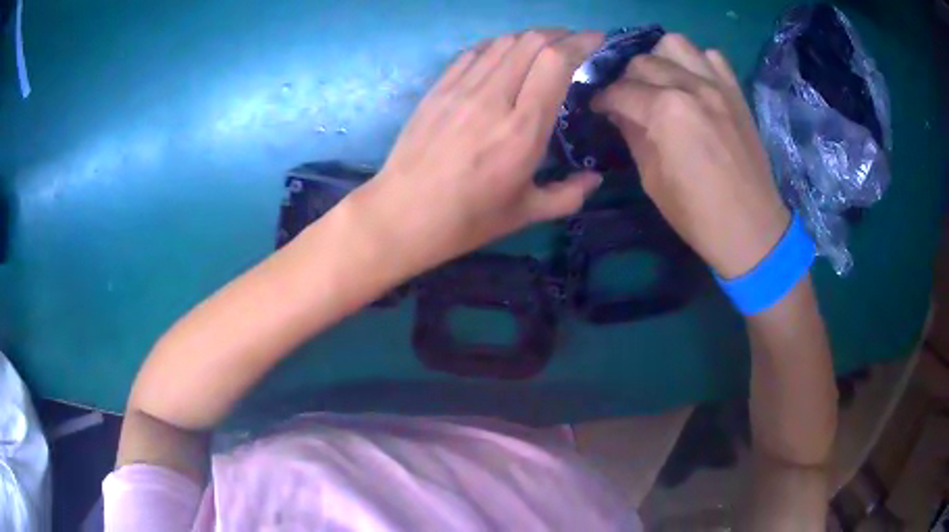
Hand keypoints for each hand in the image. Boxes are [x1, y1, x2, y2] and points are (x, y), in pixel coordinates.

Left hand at [351, 30, 603, 275]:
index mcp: (523, 128)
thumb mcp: (526, 214)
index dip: (580, 42)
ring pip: (502, 42)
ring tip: (543, 48)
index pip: (555, 61)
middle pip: (530, 41)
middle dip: (559, 34)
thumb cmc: (467, 220)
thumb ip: (569, 195)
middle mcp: (493, 97)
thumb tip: (596, 178)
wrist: (402, 216)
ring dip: (529, 38)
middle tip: (575, 43)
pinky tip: (504, 57)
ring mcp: (460, 89)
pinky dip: (497, 46)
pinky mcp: (437, 88)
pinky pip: (473, 52)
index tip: (597, 40)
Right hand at [593, 34, 789, 278]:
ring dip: (659, 58)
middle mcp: (690, 86)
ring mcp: (717, 85)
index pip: (619, 91)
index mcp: (666, 112)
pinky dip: (696, 62)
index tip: (598, 108)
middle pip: (642, 61)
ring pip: (675, 44)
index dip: (602, 99)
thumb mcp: (652, 179)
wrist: (751, 228)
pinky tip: (692, 83)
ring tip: (659, 81)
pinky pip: (711, 56)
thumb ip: (633, 135)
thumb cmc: (697, 214)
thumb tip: (619, 112)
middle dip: (626, 79)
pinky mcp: (736, 92)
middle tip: (627, 100)